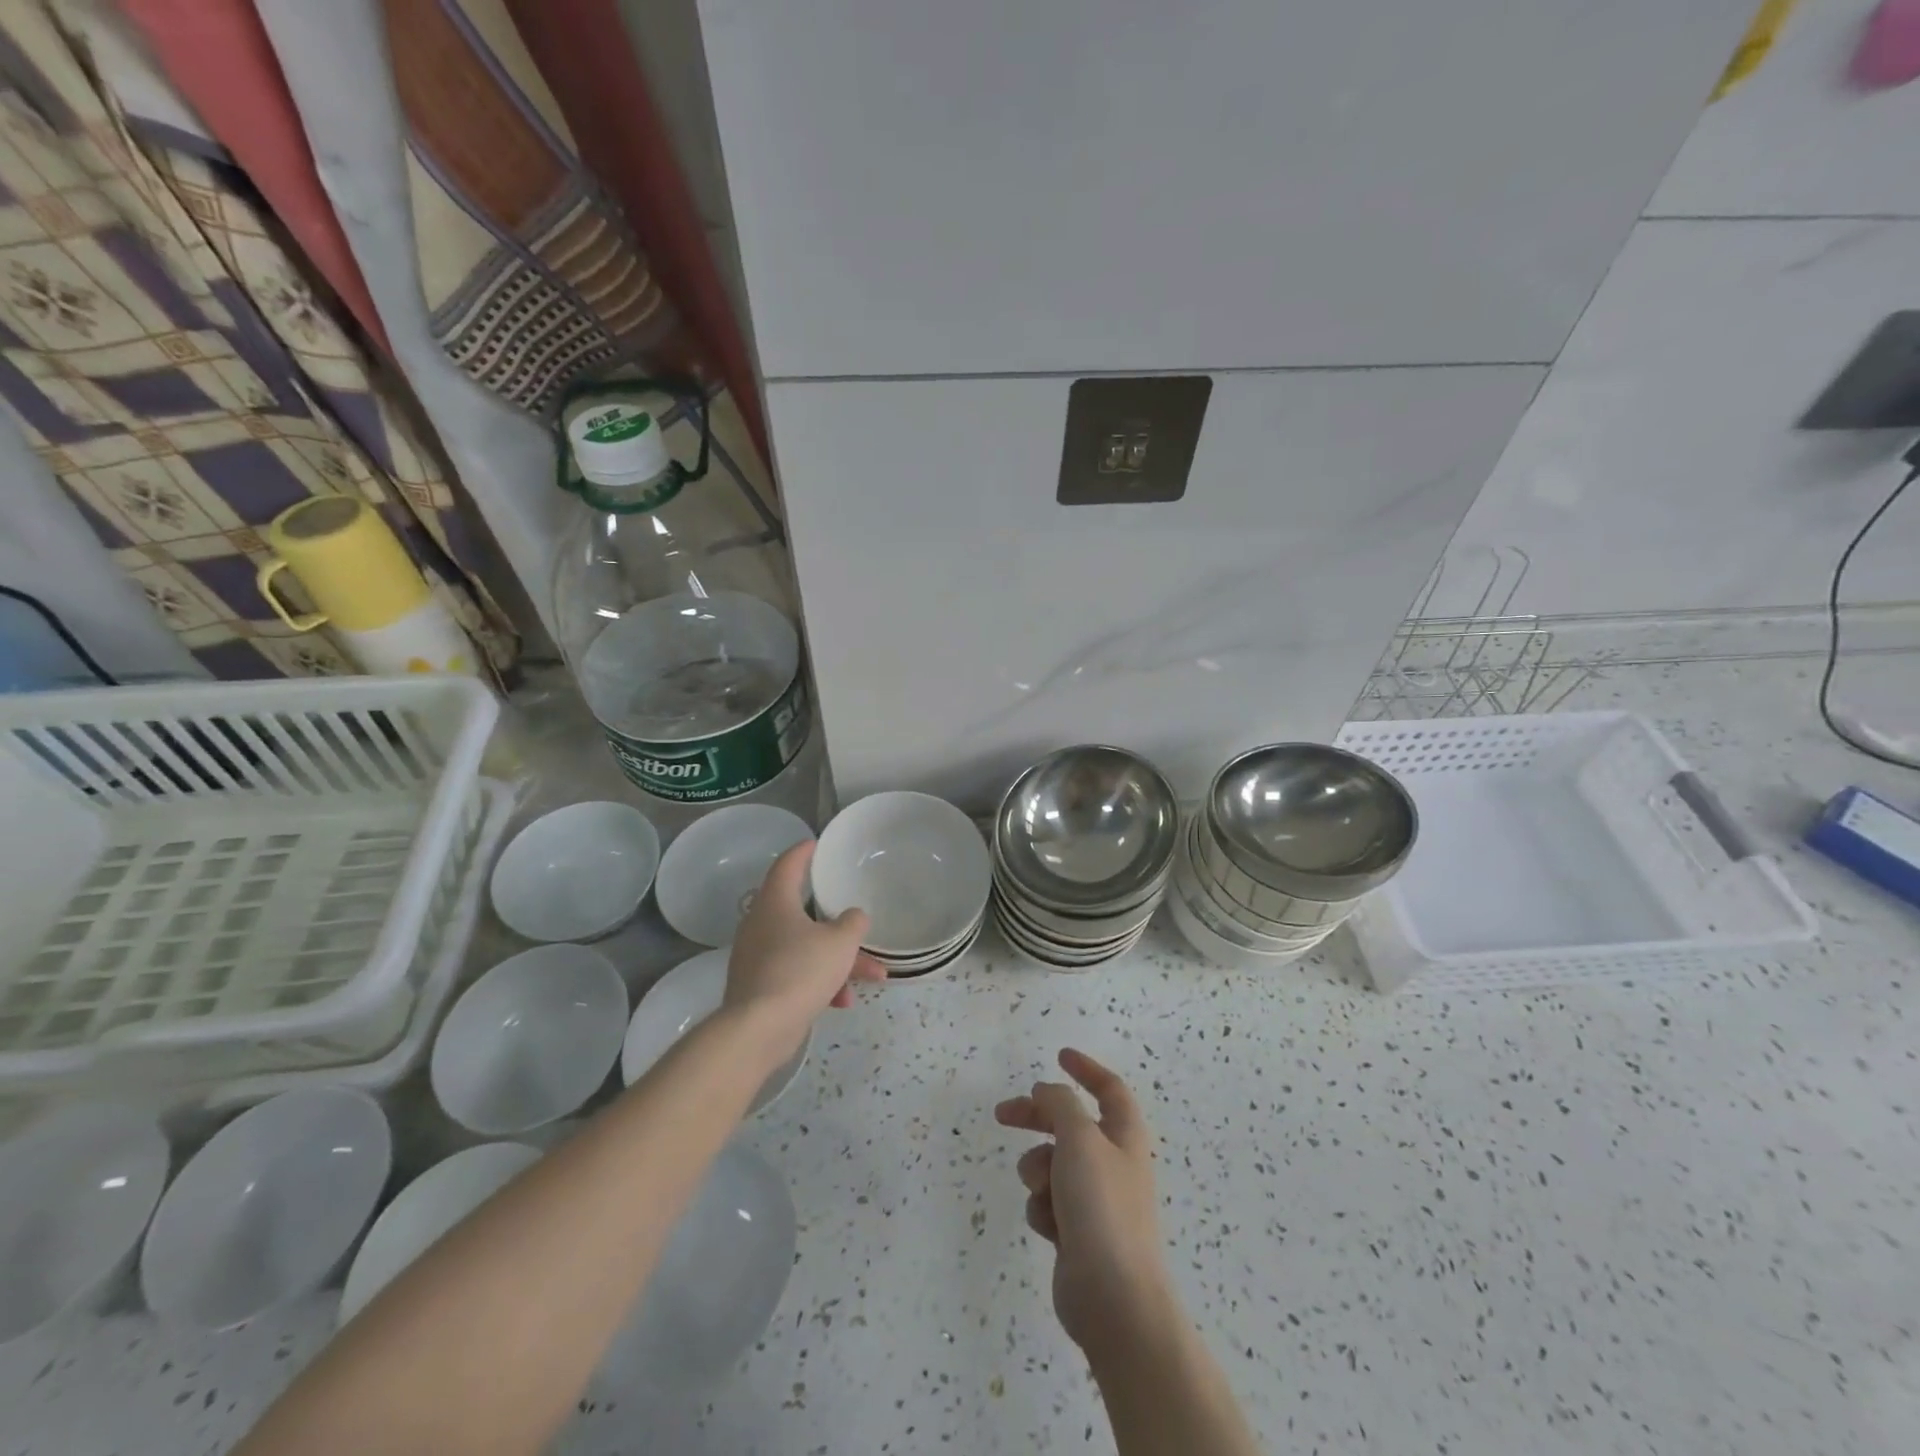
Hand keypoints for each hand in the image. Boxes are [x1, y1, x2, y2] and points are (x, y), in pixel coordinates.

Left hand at [722, 841, 884, 1062]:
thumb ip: (853, 923)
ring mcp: (756, 956)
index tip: (817, 844)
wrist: (759, 1029)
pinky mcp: (758, 986)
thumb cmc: (800, 970)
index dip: (803, 852)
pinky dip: (820, 982)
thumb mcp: (840, 942)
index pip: (787, 864)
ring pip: (804, 947)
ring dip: (837, 959)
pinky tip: (843, 1001)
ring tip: (872, 976)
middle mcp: (760, 924)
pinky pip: (795, 974)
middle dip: (837, 923)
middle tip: (855, 917)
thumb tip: (853, 917)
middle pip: (802, 912)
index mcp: (775, 902)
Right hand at [996, 1049, 1172, 1355]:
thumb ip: (1061, 1105)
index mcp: (1124, 1135)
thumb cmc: (1101, 1207)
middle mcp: (1111, 1162)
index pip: (1109, 1089)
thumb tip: (1047, 1091)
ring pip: (1051, 1165)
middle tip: (1003, 1114)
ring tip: (1043, 1190)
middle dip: (1036, 1118)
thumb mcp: (1079, 1139)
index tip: (1059, 1056)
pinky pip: (1047, 1203)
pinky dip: (1042, 1208)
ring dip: (1038, 1171)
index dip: (1086, 1069)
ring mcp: (1094, 1199)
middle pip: (1069, 1124)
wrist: (1113, 1298)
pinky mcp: (1076, 1232)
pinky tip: (1050, 1228)